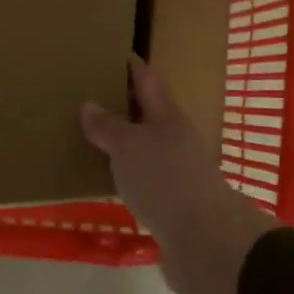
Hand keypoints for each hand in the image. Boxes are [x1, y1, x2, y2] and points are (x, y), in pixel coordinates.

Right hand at [81, 57, 275, 293]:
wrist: (204, 241)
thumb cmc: (165, 179)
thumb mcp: (129, 146)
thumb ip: (108, 126)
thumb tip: (89, 104)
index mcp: (167, 116)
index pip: (148, 80)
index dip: (133, 66)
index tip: (115, 52)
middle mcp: (174, 140)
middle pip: (147, 114)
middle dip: (123, 104)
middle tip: (89, 94)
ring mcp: (175, 173)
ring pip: (144, 149)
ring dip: (122, 142)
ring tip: (90, 136)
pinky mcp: (171, 205)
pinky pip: (142, 180)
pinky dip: (124, 175)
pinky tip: (106, 179)